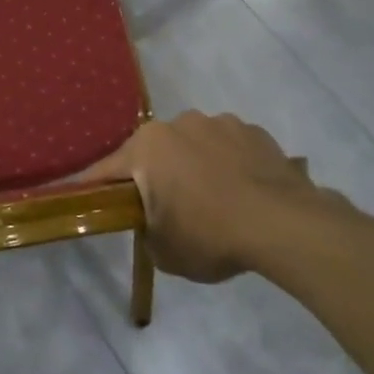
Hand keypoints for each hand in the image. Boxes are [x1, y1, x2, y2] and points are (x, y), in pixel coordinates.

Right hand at [84, 112, 356, 282]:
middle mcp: (178, 124)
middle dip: (155, 176)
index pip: (107, 170)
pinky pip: (228, 148)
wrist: (285, 225)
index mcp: (147, 147)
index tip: (88, 198)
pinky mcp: (254, 131)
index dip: (95, 188)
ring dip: (194, 166)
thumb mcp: (163, 251)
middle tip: (165, 209)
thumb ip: (146, 230)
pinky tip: (242, 193)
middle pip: (154, 153)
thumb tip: (153, 222)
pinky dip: (227, 165)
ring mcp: (219, 123)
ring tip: (213, 200)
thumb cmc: (210, 235)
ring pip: (193, 146)